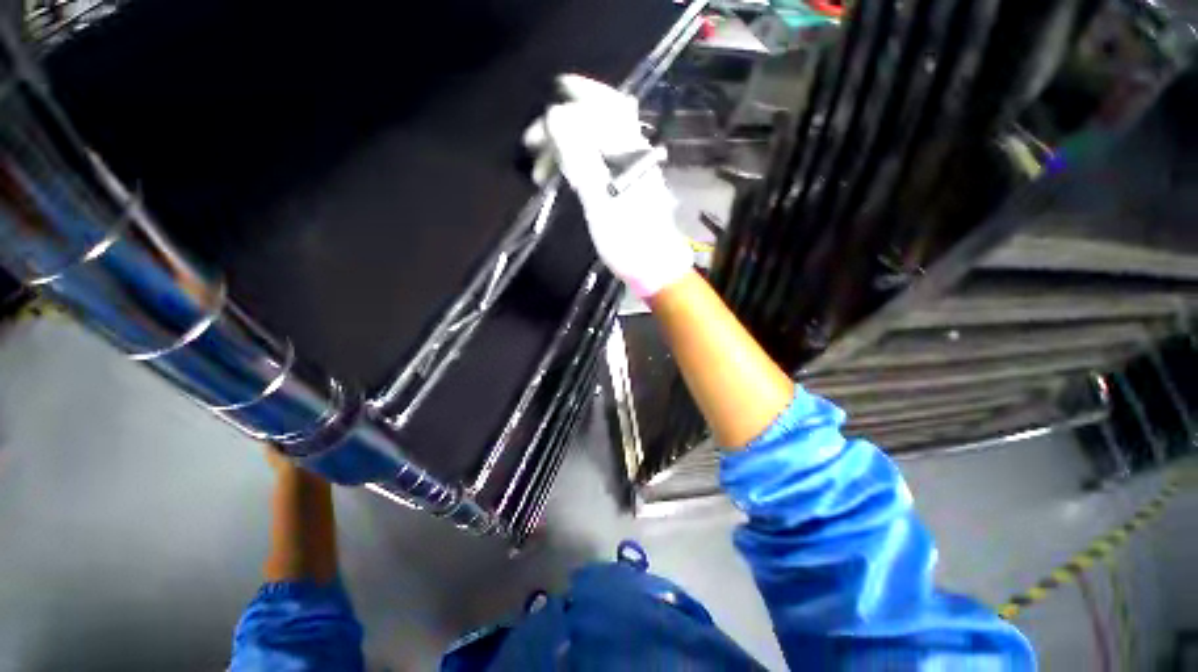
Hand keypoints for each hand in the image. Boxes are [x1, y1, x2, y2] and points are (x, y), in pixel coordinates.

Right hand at [524, 74, 693, 297]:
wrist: (654, 267)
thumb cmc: (628, 239)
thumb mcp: (600, 200)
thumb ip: (580, 157)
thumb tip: (555, 115)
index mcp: (628, 149)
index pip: (596, 107)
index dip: (563, 108)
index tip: (535, 129)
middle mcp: (632, 149)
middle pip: (594, 118)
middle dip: (559, 126)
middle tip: (532, 147)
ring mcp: (629, 165)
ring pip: (593, 139)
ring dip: (564, 146)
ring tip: (541, 170)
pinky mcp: (625, 182)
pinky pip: (596, 158)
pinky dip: (574, 161)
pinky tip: (561, 174)